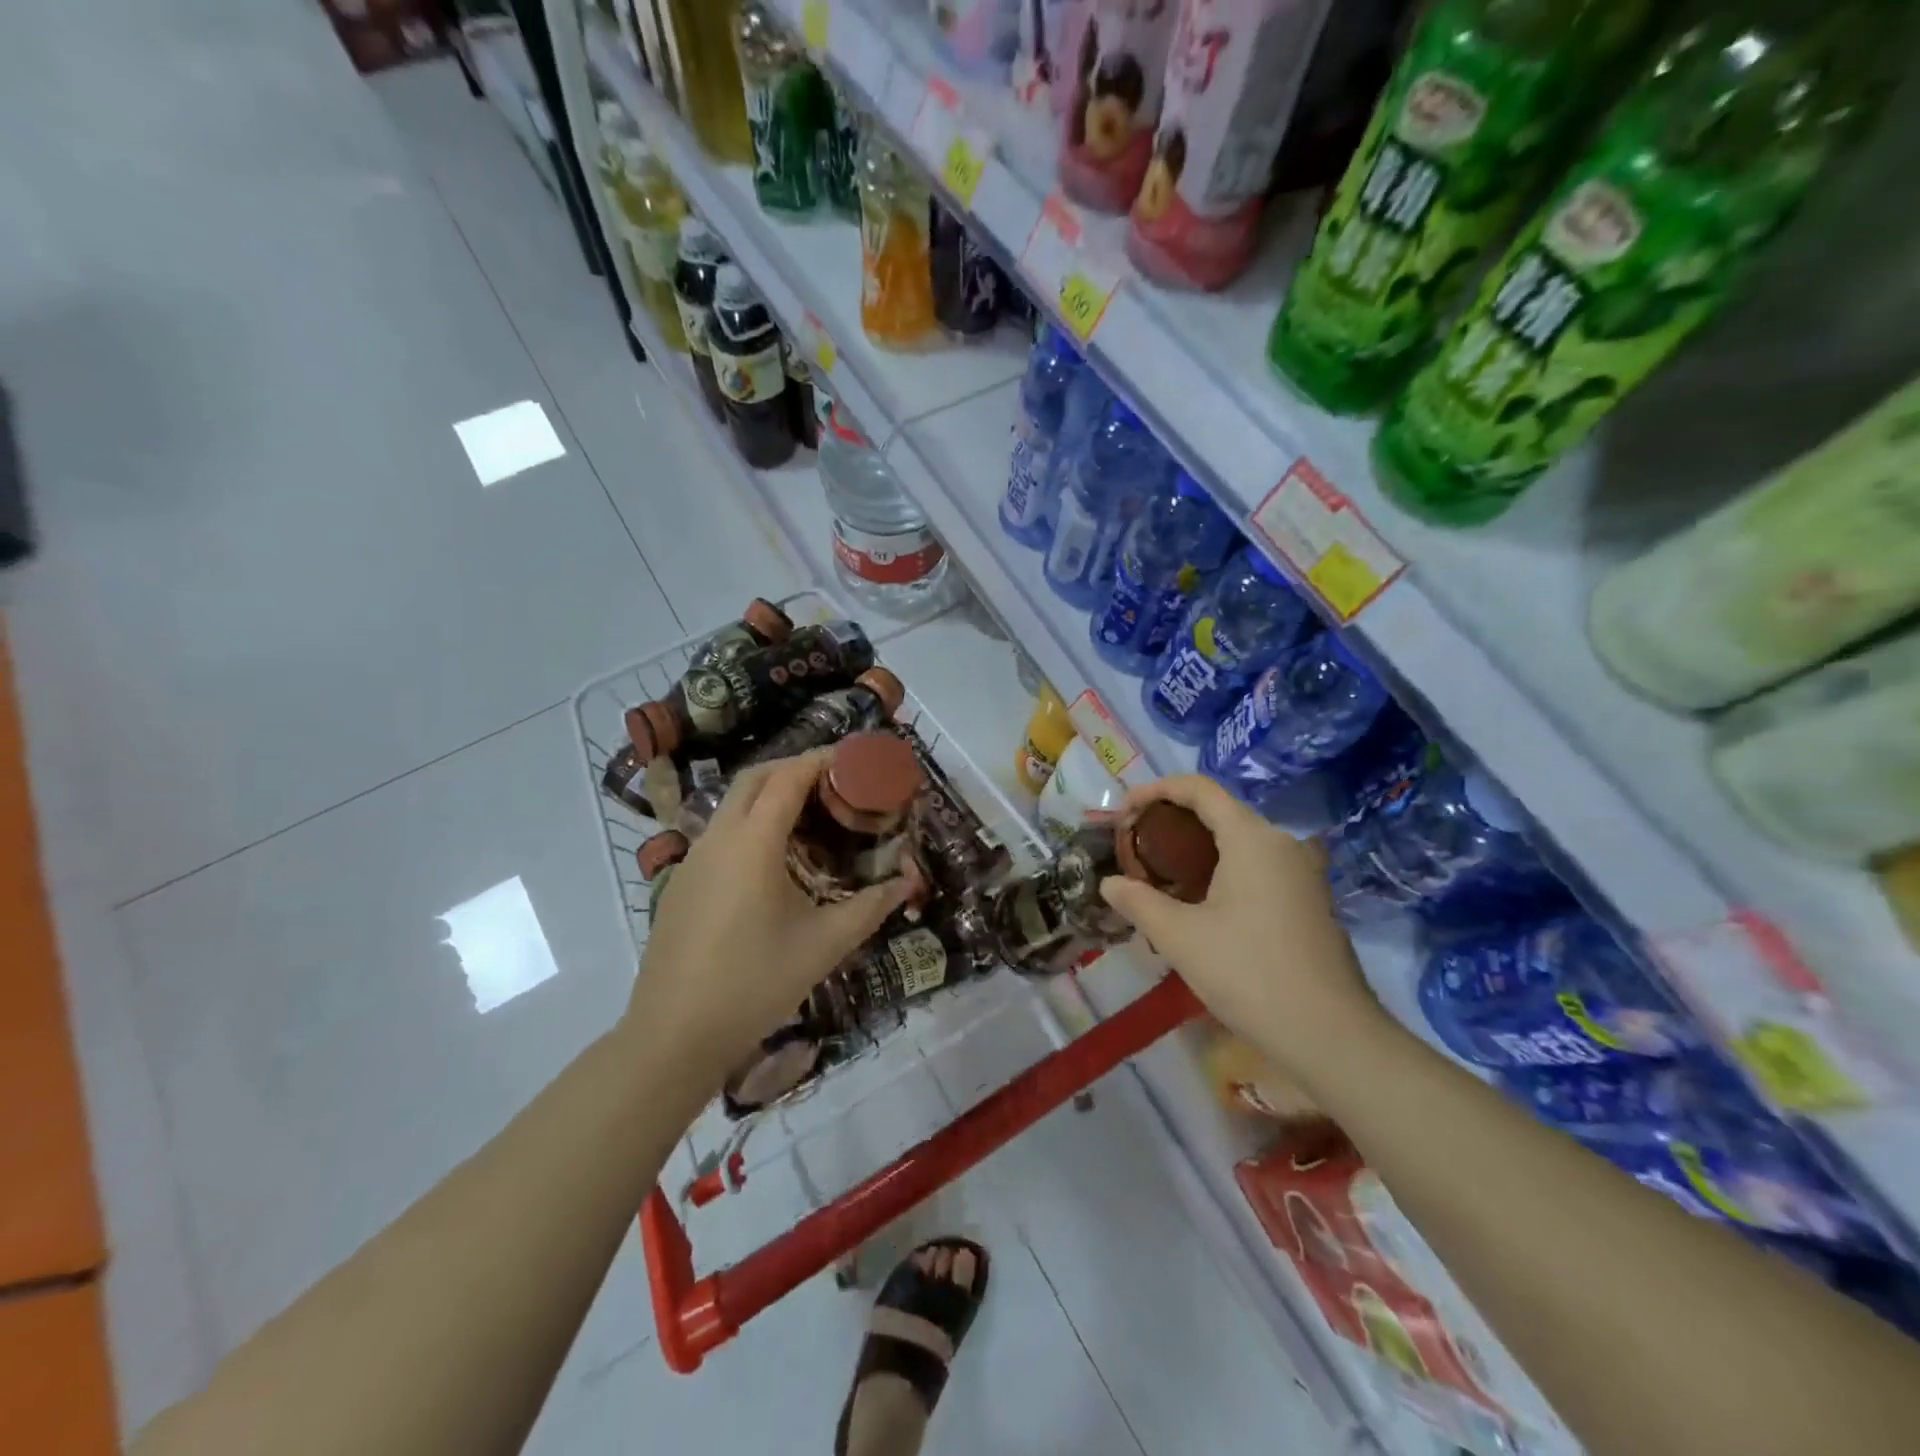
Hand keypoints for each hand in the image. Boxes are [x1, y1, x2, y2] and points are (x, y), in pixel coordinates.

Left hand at [624, 750, 911, 1094]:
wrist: (674, 1035)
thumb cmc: (756, 983)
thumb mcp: (824, 944)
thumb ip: (870, 907)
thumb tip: (907, 882)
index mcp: (753, 843)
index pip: (789, 777)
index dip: (823, 759)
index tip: (855, 758)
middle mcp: (718, 838)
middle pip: (756, 777)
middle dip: (796, 767)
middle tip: (836, 781)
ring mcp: (694, 859)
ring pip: (734, 804)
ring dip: (771, 794)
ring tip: (812, 816)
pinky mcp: (682, 882)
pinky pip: (721, 832)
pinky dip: (751, 822)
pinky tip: (774, 860)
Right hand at [1097, 775, 1388, 1087]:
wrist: (1331, 1036)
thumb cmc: (1249, 974)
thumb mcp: (1180, 937)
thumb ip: (1138, 901)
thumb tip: (1109, 883)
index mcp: (1251, 838)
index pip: (1198, 788)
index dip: (1155, 790)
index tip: (1122, 813)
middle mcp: (1281, 843)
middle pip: (1219, 811)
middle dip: (1171, 820)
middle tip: (1135, 846)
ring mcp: (1302, 872)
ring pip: (1239, 841)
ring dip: (1196, 847)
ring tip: (1160, 874)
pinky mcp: (1310, 900)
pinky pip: (1258, 866)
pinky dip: (1222, 868)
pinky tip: (1201, 903)